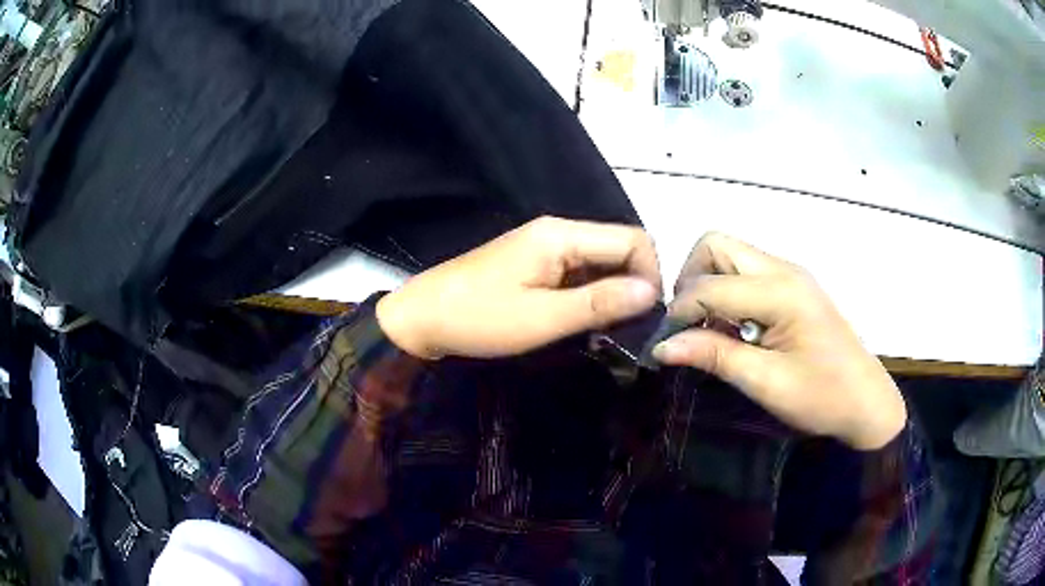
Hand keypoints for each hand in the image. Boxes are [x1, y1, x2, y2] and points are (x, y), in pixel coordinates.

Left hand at [376, 217, 660, 359]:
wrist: (421, 318)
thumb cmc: (479, 319)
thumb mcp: (543, 317)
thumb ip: (599, 302)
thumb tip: (652, 292)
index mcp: (562, 235)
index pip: (633, 240)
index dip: (650, 275)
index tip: (646, 317)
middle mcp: (558, 231)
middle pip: (618, 248)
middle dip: (633, 285)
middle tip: (630, 329)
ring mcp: (545, 246)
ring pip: (600, 262)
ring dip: (612, 293)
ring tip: (610, 330)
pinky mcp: (534, 263)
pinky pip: (578, 272)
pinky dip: (590, 295)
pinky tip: (585, 322)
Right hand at [653, 233, 905, 449]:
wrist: (865, 401)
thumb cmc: (821, 397)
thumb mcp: (766, 383)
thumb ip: (714, 356)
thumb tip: (662, 346)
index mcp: (781, 291)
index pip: (710, 285)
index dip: (680, 312)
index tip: (666, 345)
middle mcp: (783, 270)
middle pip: (716, 246)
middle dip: (691, 280)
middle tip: (690, 324)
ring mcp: (790, 274)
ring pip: (730, 255)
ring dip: (709, 285)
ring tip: (710, 328)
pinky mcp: (792, 287)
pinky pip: (746, 273)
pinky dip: (728, 292)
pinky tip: (735, 328)